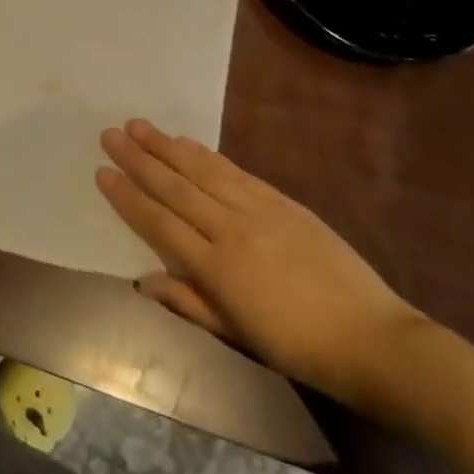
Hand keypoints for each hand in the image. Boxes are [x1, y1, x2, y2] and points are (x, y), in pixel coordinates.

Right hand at [97, 120, 422, 407]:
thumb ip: (188, 302)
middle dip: (139, 159)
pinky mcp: (282, 201)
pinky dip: (207, 154)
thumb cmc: (297, 347)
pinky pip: (234, 170)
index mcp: (216, 268)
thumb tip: (142, 279)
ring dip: (167, 146)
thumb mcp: (237, 335)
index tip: (102, 172)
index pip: (159, 223)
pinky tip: (188, 142)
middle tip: (109, 134)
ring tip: (139, 126)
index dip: (127, 197)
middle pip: (174, 187)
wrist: (371, 338)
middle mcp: (230, 230)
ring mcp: (258, 210)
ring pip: (201, 170)